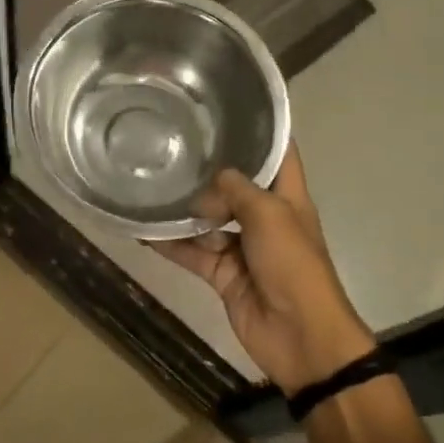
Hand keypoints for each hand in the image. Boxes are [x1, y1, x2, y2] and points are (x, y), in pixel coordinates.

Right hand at [150, 144, 373, 392]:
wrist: (300, 335)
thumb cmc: (293, 265)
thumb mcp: (270, 215)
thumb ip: (237, 191)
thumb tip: (208, 183)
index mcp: (287, 197)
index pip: (279, 154)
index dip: (263, 129)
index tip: (231, 107)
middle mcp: (265, 217)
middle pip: (235, 186)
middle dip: (208, 170)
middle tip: (172, 144)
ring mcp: (243, 247)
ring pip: (208, 220)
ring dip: (183, 209)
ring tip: (150, 184)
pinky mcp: (222, 274)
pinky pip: (192, 253)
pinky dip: (170, 244)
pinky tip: (143, 230)